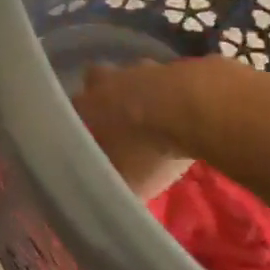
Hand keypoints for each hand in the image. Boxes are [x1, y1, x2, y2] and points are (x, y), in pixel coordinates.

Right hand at [73, 60, 196, 201]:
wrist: (200, 108)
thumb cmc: (150, 148)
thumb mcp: (126, 182)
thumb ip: (110, 190)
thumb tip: (102, 205)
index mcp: (89, 105)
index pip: (69, 107)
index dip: (75, 121)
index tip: (83, 137)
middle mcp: (111, 80)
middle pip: (97, 79)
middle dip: (103, 94)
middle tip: (115, 119)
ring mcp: (147, 68)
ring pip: (134, 75)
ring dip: (141, 92)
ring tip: (155, 118)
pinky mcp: (181, 64)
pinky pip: (170, 78)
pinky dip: (174, 92)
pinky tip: (185, 111)